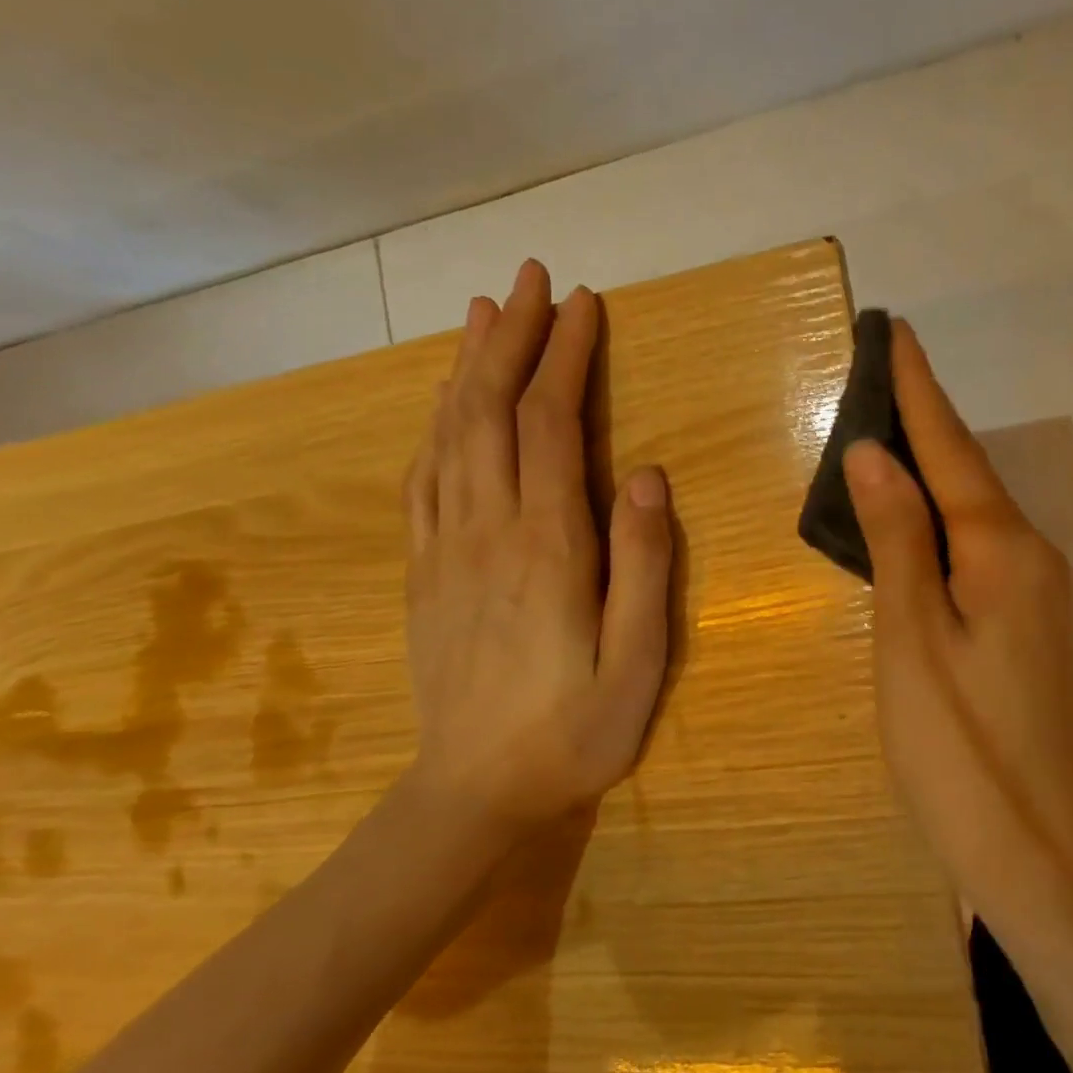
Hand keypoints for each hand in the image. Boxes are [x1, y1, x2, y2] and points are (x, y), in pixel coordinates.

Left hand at [401, 259, 674, 838]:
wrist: (472, 795)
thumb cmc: (573, 732)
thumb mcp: (637, 663)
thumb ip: (645, 567)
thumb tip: (650, 476)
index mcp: (548, 546)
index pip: (552, 424)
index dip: (566, 356)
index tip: (584, 303)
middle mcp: (488, 529)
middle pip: (491, 410)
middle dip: (514, 337)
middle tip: (531, 278)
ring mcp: (445, 546)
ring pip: (449, 432)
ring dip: (468, 365)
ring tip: (485, 312)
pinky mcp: (423, 568)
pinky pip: (423, 475)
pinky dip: (434, 422)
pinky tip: (444, 400)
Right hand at [843, 321, 1072, 905]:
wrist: (1038, 858)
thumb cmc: (959, 747)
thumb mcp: (912, 637)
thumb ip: (895, 538)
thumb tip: (874, 453)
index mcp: (1002, 549)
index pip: (950, 448)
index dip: (918, 390)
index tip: (896, 331)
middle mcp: (1029, 556)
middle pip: (965, 471)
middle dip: (923, 418)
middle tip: (879, 370)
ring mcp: (1034, 593)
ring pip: (971, 509)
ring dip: (930, 465)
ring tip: (887, 424)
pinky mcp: (1024, 626)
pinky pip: (974, 546)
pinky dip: (937, 516)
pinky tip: (912, 513)